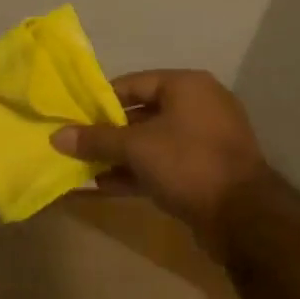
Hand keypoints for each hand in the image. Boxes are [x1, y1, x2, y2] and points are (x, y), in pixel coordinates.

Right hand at [51, 70, 265, 235]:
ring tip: (83, 168)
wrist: (242, 215)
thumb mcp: (136, 147)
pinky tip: (104, 186)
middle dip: (108, 131)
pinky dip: (137, 172)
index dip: (101, 99)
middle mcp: (199, 105)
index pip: (134, 83)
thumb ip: (96, 139)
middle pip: (143, 113)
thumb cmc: (187, 163)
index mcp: (187, 86)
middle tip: (75, 144)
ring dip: (119, 155)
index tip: (74, 115)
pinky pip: (164, 164)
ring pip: (152, 142)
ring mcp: (205, 140)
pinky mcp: (205, 170)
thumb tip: (57, 136)